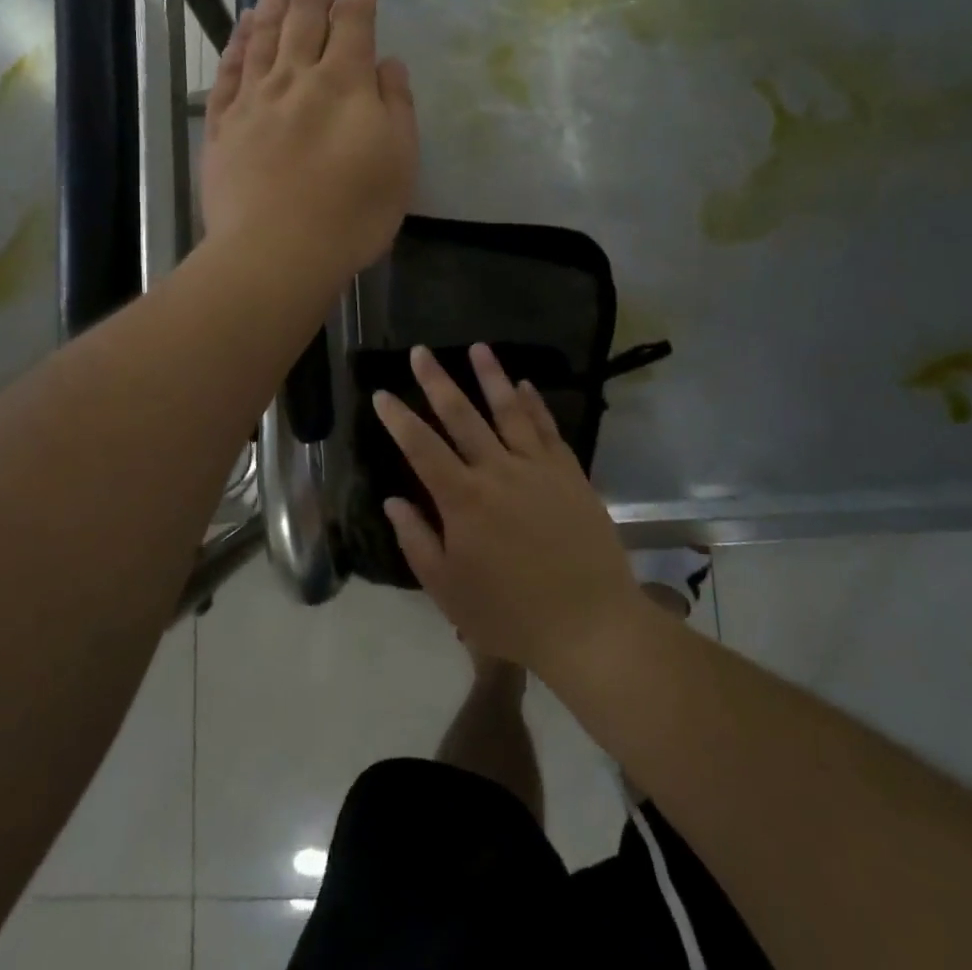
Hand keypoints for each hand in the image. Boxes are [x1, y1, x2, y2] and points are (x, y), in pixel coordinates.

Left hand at [201, 0, 417, 283]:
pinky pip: (229, 70)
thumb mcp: (399, 162)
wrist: (276, 252)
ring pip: (263, 32)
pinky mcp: (222, 124)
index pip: (354, 24)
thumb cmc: (352, 213)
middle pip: (305, 16)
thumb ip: (397, 106)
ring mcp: (254, 99)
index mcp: (345, 84)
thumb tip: (389, 62)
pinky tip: (242, 24)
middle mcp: (297, 78)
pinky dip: (237, 41)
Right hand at [375, 344, 645, 677]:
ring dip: (490, 375)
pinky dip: (535, 403)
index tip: (382, 393)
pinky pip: (548, 428)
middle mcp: (497, 471)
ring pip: (508, 410)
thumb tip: (393, 500)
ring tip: (477, 348)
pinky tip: (525, 384)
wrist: (589, 623)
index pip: (421, 448)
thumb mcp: (449, 590)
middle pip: (461, 416)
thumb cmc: (511, 614)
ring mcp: (537, 467)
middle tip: (420, 351)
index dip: (398, 419)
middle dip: (437, 381)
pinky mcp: (569, 472)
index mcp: (463, 500)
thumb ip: (417, 541)